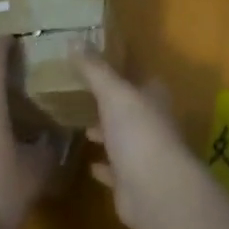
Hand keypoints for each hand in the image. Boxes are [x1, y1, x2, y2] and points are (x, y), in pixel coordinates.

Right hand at [75, 50, 191, 228]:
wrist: (154, 190)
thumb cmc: (137, 131)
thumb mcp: (113, 92)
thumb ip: (95, 69)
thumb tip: (74, 38)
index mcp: (153, 98)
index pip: (141, 80)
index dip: (124, 74)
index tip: (101, 69)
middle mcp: (153, 124)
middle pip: (132, 110)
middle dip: (113, 106)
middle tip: (86, 98)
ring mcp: (146, 155)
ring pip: (124, 140)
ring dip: (108, 135)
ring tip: (84, 129)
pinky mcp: (134, 184)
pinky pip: (117, 172)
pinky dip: (105, 168)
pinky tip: (90, 165)